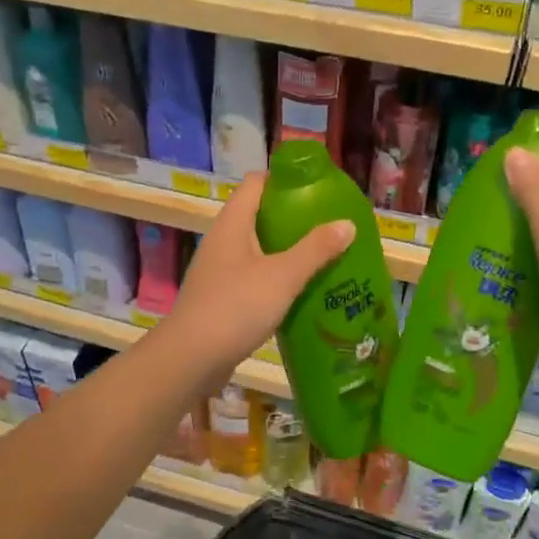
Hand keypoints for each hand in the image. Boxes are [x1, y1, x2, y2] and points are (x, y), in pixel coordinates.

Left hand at [158, 173, 354, 383]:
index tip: (317, 188)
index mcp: (232, 224)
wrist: (191, 359)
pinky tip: (300, 292)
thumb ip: (316, 249)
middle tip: (328, 225)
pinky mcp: (221, 298)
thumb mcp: (283, 276)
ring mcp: (219, 271)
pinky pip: (254, 277)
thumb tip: (347, 224)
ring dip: (287, 251)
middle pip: (259, 215)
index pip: (256, 183)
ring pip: (258, 249)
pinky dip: (276, 278)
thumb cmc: (236, 307)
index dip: (284, 179)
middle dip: (293, 218)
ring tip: (323, 257)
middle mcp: (222, 241)